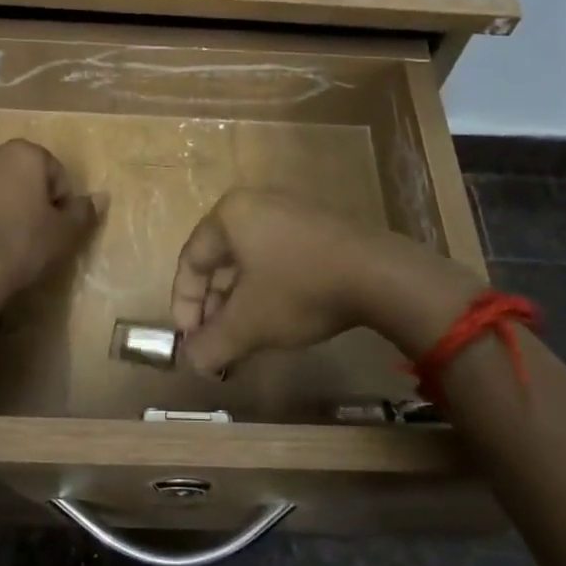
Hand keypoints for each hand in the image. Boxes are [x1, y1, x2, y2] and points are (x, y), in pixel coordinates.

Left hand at [0, 140, 98, 312]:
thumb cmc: (18, 245)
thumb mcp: (62, 234)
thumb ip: (82, 212)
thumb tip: (101, 197)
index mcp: (23, 153)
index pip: (55, 172)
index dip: (60, 203)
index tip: (56, 231)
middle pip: (19, 175)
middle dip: (27, 200)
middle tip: (32, 236)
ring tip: (2, 246)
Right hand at [170, 190, 377, 372]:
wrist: (380, 275)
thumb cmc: (300, 290)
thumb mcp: (248, 324)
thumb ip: (212, 344)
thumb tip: (193, 361)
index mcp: (229, 216)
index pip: (191, 261)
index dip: (184, 305)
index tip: (191, 341)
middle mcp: (255, 204)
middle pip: (220, 261)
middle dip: (214, 307)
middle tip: (216, 342)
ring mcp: (290, 212)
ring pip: (250, 261)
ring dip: (241, 302)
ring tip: (244, 337)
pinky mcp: (318, 226)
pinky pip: (278, 257)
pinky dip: (268, 288)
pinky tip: (277, 318)